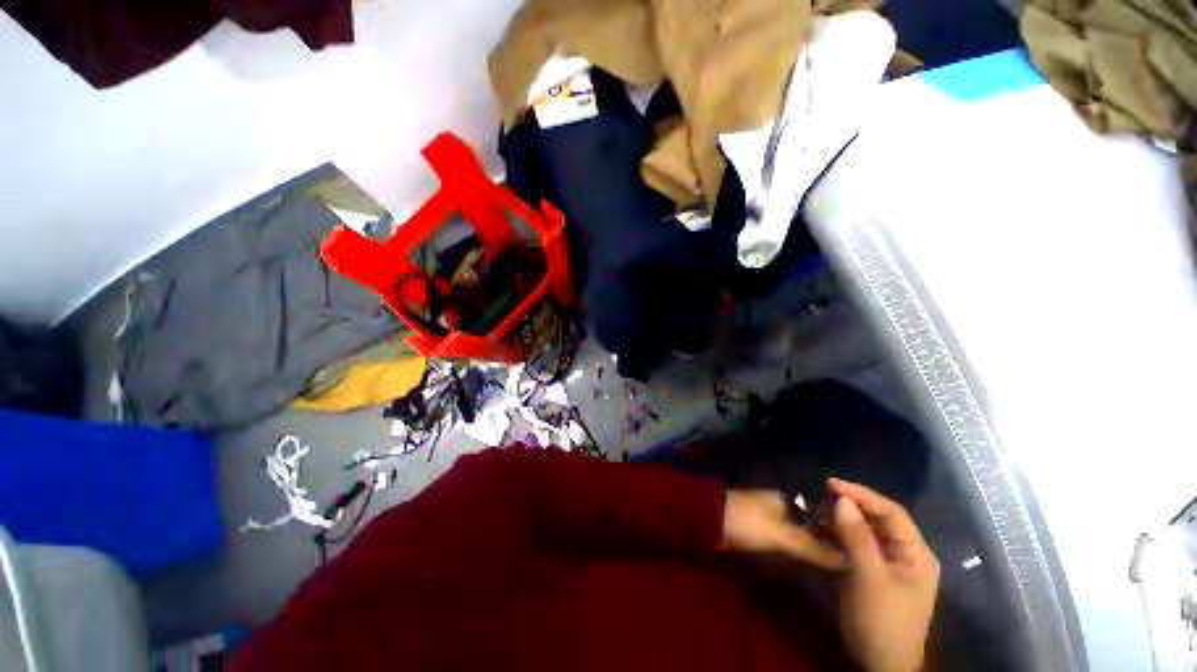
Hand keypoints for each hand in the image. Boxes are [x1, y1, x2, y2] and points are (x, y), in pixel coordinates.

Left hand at [721, 490, 845, 570]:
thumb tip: (848, 559)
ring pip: (795, 533)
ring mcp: (766, 517)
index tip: (854, 551)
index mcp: (786, 499)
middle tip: (845, 566)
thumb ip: (813, 547)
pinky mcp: (756, 529)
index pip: (819, 513)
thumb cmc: (747, 522)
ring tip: (831, 571)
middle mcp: (779, 504)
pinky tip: (805, 567)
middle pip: (807, 524)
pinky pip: (782, 540)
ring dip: (808, 548)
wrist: (709, 521)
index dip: (835, 530)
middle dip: (823, 541)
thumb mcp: (782, 536)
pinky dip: (793, 551)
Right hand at [830, 478, 938, 671]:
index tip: (831, 483)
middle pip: (879, 519)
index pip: (892, 512)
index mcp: (916, 554)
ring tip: (819, 508)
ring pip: (867, 531)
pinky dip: (841, 534)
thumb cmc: (882, 621)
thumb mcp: (869, 578)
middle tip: (822, 493)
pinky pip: (857, 545)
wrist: (879, 664)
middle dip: (853, 504)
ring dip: (844, 518)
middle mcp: (906, 554)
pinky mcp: (873, 573)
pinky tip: (824, 529)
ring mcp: (889, 564)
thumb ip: (857, 538)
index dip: (862, 494)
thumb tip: (842, 499)